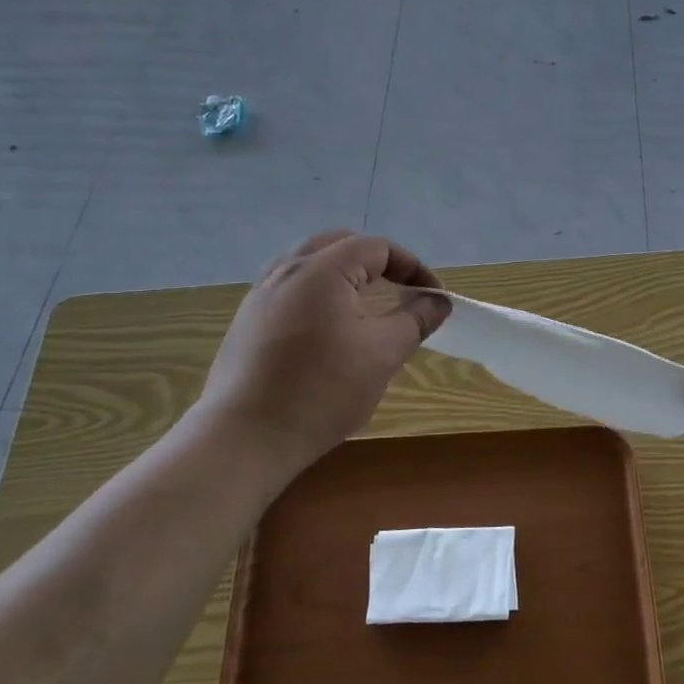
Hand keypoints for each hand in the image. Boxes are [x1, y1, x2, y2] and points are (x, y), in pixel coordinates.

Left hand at [196, 231, 449, 479]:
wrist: (244, 438)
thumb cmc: (322, 391)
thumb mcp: (382, 354)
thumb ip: (415, 320)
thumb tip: (438, 302)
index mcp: (322, 269)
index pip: (377, 247)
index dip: (413, 267)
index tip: (433, 299)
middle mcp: (286, 270)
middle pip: (340, 244)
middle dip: (377, 262)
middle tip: (400, 291)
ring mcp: (260, 295)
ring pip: (310, 264)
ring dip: (345, 274)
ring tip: (366, 305)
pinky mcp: (246, 321)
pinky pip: (290, 289)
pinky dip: (319, 294)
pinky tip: (328, 331)